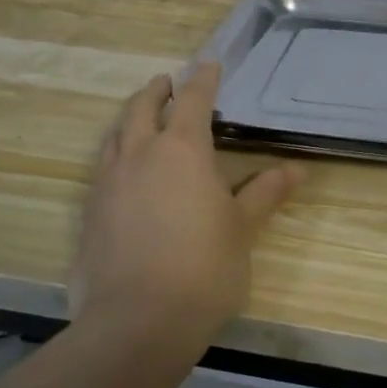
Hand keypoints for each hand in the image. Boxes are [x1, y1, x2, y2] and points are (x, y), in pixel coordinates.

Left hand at [70, 64, 303, 344]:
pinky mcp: (89, 213)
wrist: (138, 322)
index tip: (209, 65)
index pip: (192, 101)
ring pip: (116, 135)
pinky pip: (103, 168)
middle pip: (142, 108)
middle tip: (166, 83)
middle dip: (156, 91)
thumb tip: (297, 170)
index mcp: (182, 151)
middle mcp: (140, 156)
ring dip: (130, 119)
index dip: (202, 80)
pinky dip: (116, 154)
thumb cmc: (203, 268)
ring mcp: (108, 184)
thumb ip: (264, 193)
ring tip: (142, 118)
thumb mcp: (242, 229)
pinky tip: (126, 173)